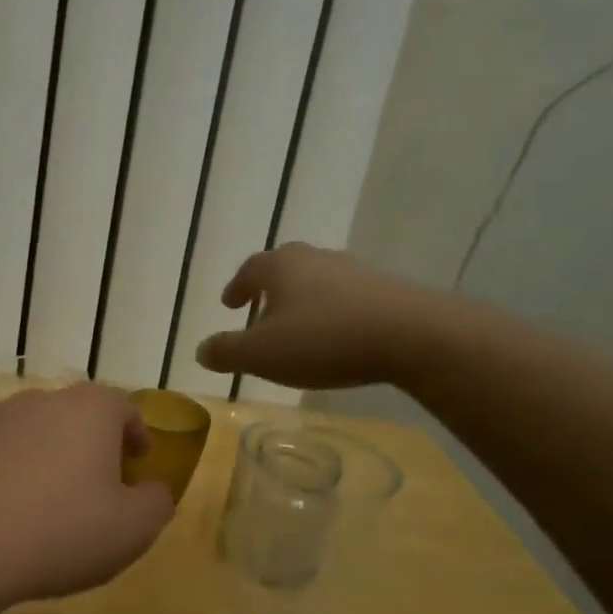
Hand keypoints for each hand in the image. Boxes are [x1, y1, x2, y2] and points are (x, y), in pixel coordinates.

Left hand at [0, 384, 173, 609]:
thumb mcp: (132, 530)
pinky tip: (2, 509)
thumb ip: (156, 502)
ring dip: (46, 455)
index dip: (135, 433)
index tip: (138, 461)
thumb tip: (152, 490)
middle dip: (91, 444)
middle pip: (76, 415)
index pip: (123, 406)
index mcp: (88, 410)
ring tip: (46, 499)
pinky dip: (6, 469)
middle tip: (96, 484)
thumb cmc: (60, 533)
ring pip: (32, 430)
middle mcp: (40, 400)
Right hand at [194, 242, 449, 390]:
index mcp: (280, 267)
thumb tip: (200, 350)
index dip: (237, 288)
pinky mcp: (385, 289)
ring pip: (316, 282)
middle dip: (269, 290)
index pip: (249, 270)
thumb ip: (226, 352)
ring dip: (302, 302)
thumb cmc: (323, 340)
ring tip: (297, 328)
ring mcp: (354, 270)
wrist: (412, 334)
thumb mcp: (261, 354)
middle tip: (260, 312)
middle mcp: (315, 259)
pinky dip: (332, 313)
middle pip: (284, 269)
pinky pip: (346, 298)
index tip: (229, 303)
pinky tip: (335, 337)